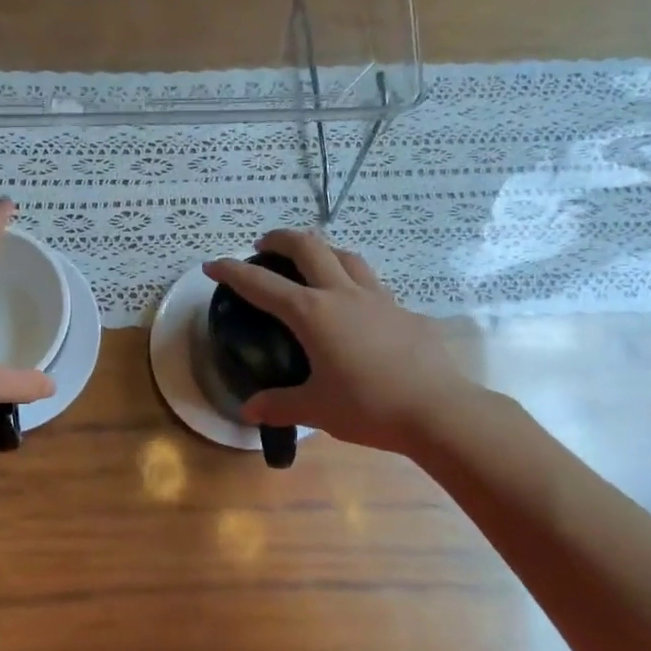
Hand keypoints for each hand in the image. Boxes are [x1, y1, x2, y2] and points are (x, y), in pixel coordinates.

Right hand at [204, 231, 484, 456]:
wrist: (438, 410)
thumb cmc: (368, 406)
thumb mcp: (315, 408)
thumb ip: (279, 405)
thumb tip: (250, 412)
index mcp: (313, 313)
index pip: (262, 285)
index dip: (233, 272)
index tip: (213, 265)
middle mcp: (343, 295)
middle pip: (309, 247)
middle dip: (281, 239)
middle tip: (264, 246)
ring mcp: (378, 298)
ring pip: (346, 256)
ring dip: (322, 251)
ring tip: (311, 263)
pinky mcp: (404, 311)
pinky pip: (373, 285)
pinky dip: (353, 282)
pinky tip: (355, 308)